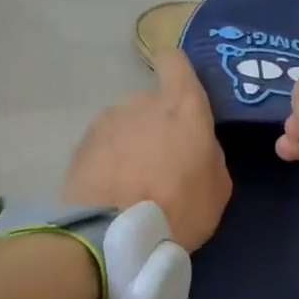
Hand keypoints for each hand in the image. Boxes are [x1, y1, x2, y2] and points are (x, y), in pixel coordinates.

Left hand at [63, 49, 231, 250]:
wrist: (116, 235)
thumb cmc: (180, 208)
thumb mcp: (218, 187)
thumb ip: (209, 154)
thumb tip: (196, 147)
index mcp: (181, 107)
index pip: (175, 63)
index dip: (176, 71)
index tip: (178, 89)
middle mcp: (141, 102)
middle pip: (150, 103)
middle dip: (156, 126)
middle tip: (161, 164)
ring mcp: (106, 122)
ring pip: (124, 125)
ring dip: (130, 144)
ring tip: (132, 183)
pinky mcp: (81, 146)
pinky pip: (102, 147)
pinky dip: (108, 162)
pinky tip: (112, 191)